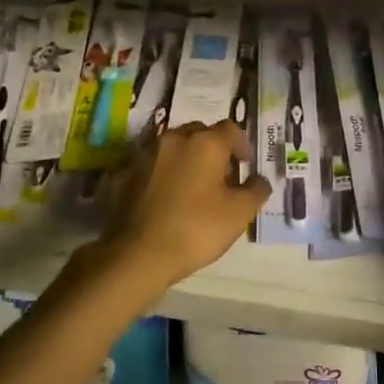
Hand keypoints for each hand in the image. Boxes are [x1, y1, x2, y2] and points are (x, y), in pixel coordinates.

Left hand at [97, 121, 269, 292]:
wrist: (138, 254)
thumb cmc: (196, 229)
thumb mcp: (239, 214)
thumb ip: (256, 190)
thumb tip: (258, 179)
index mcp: (205, 143)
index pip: (230, 129)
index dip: (241, 144)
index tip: (245, 165)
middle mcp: (174, 139)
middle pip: (199, 132)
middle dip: (212, 147)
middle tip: (220, 174)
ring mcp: (145, 153)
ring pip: (173, 146)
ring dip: (185, 158)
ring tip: (191, 185)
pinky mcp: (124, 173)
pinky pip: (151, 165)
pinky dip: (161, 173)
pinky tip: (164, 196)